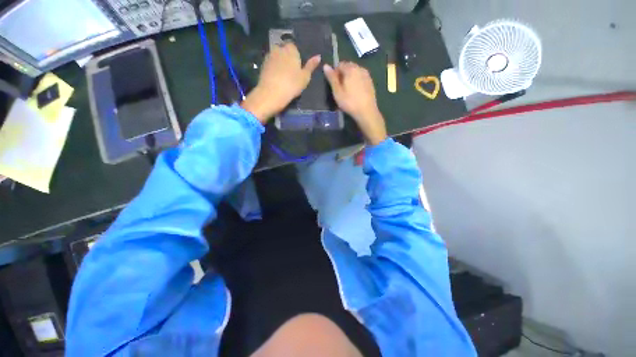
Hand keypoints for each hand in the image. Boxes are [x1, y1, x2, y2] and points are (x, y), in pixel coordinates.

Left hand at [241, 43, 320, 122]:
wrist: (271, 94)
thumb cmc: (292, 85)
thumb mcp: (305, 77)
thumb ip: (311, 66)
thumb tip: (318, 56)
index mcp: (290, 49)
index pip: (294, 47)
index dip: (297, 56)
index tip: (298, 67)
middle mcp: (278, 48)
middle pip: (284, 51)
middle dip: (287, 58)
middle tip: (292, 73)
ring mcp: (269, 56)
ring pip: (277, 57)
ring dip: (280, 64)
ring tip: (284, 77)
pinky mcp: (262, 65)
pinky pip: (271, 64)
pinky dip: (274, 69)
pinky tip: (277, 79)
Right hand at [323, 62, 386, 144]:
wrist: (366, 111)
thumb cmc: (349, 102)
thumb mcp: (337, 91)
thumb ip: (331, 78)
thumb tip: (325, 65)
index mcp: (350, 69)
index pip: (340, 64)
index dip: (335, 73)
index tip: (334, 84)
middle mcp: (359, 68)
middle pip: (348, 66)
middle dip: (343, 74)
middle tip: (340, 88)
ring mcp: (366, 75)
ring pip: (355, 72)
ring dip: (350, 77)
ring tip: (347, 90)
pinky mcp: (370, 82)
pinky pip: (361, 77)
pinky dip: (356, 81)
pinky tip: (355, 92)